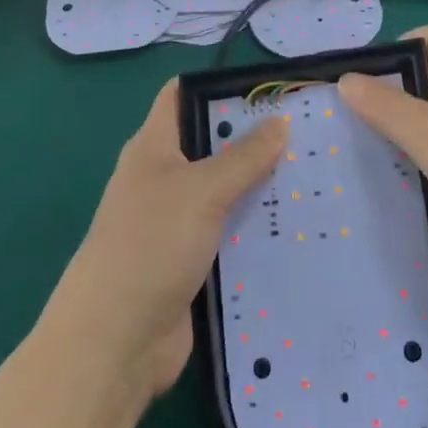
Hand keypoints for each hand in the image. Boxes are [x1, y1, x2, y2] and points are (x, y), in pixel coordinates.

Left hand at [45, 80, 287, 398]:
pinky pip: (228, 234)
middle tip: (304, 130)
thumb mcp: (201, 190)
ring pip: (224, 192)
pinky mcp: (190, 262)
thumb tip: (280, 120)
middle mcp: (163, 178)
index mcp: (153, 146)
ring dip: (259, 186)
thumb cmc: (151, 244)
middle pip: (210, 145)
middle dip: (252, 138)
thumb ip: (244, 157)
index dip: (218, 85)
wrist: (114, 343)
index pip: (182, 95)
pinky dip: (254, 229)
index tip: (266, 85)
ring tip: (312, 174)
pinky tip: (295, 227)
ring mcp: (176, 222)